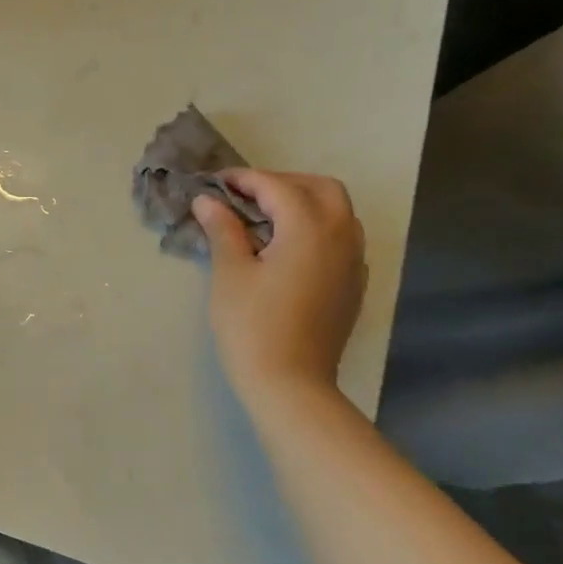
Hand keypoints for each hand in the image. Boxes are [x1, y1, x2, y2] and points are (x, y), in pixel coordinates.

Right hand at [194, 170, 367, 410]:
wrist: (290, 384)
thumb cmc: (252, 326)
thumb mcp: (230, 273)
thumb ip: (223, 229)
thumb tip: (208, 201)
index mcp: (309, 228)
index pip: (277, 187)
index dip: (244, 179)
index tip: (216, 183)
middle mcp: (340, 236)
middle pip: (320, 188)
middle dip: (283, 183)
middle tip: (246, 196)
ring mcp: (353, 262)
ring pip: (338, 212)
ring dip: (305, 203)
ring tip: (267, 218)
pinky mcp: (353, 284)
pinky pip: (343, 238)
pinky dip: (318, 228)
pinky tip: (289, 248)